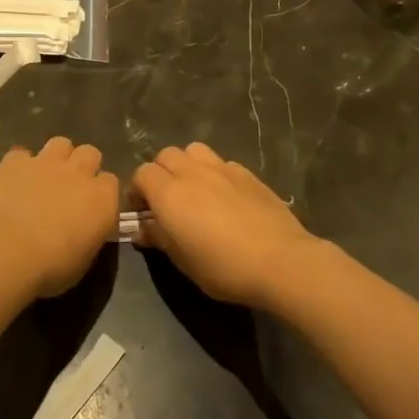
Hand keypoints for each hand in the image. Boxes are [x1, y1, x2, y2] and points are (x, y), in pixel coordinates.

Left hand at [0, 138, 117, 298]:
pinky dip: (19, 165)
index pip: (111, 182)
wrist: (7, 253)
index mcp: (102, 199)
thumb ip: (90, 233)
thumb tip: (85, 227)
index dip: (100, 192)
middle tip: (68, 186)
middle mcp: (79, 173)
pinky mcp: (15, 161)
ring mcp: (46, 162)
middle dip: (82, 166)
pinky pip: (21, 154)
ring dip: (55, 157)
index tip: (90, 206)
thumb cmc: (51, 268)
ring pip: (60, 143)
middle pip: (90, 153)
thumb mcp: (84, 259)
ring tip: (43, 176)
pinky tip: (12, 180)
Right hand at [131, 143, 321, 308]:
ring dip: (187, 165)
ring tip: (195, 190)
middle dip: (161, 173)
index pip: (142, 174)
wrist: (280, 261)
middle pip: (166, 156)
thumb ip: (159, 238)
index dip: (138, 191)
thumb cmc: (223, 268)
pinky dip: (215, 173)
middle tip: (168, 201)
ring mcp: (222, 168)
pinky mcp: (247, 173)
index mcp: (169, 193)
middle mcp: (192, 172)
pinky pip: (221, 163)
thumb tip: (142, 228)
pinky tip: (225, 196)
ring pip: (193, 151)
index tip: (143, 212)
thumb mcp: (182, 261)